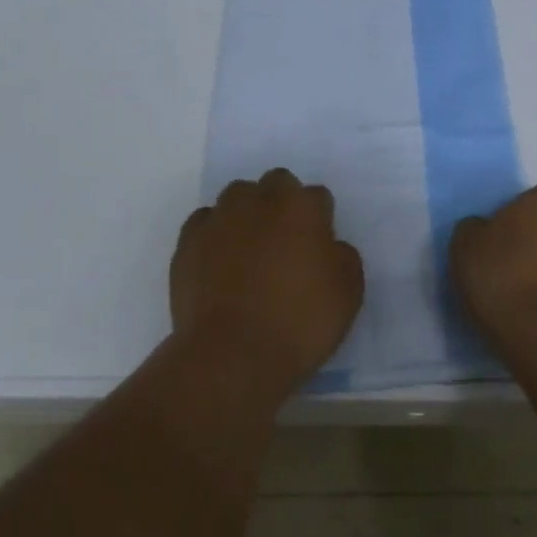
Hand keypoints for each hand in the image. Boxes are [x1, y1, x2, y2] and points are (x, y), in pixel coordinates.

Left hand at [171, 168, 363, 393]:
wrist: (232, 353)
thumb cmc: (299, 322)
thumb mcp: (348, 293)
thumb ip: (342, 257)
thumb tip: (329, 247)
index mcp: (302, 208)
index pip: (317, 196)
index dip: (320, 220)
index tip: (318, 247)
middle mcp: (259, 201)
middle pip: (275, 183)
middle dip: (283, 202)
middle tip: (285, 241)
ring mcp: (220, 218)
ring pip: (236, 196)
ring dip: (247, 212)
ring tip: (249, 247)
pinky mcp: (188, 241)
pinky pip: (205, 222)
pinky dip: (215, 234)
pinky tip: (219, 261)